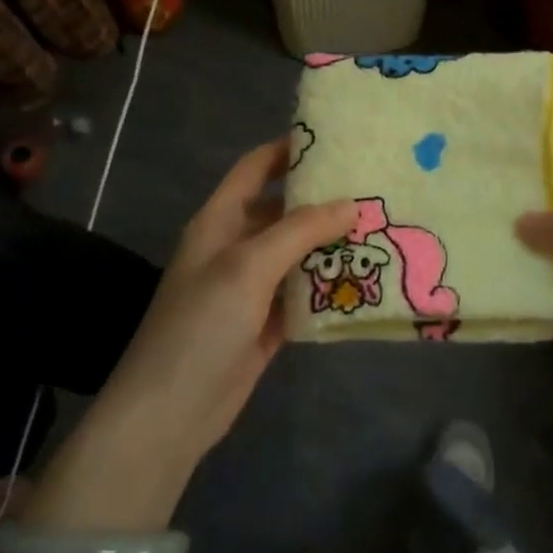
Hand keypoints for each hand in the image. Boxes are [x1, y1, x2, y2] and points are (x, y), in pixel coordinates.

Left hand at [90, 139, 356, 474]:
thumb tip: (351, 204)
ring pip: (298, 253)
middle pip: (283, 210)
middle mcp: (235, 247)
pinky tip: (368, 277)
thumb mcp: (248, 266)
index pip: (255, 169)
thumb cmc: (201, 324)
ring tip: (382, 226)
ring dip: (333, 243)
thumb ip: (300, 230)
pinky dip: (330, 285)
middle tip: (374, 187)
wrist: (170, 414)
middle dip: (323, 199)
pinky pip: (304, 292)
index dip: (287, 149)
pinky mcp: (267, 323)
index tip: (335, 139)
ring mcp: (251, 287)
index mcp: (219, 221)